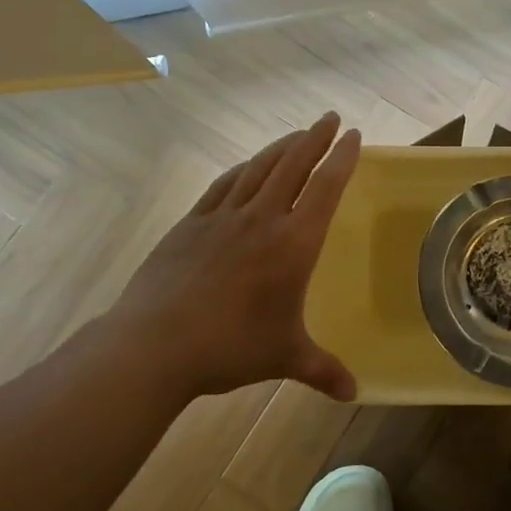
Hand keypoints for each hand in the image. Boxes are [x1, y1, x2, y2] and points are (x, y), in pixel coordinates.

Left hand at [104, 113, 361, 403]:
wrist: (155, 343)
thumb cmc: (231, 346)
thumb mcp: (285, 357)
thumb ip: (322, 370)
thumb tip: (354, 393)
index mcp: (294, 243)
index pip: (325, 188)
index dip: (342, 158)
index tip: (354, 136)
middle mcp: (262, 218)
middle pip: (293, 164)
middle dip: (315, 138)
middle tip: (330, 118)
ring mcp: (223, 217)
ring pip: (259, 168)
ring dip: (282, 147)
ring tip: (297, 134)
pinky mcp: (191, 223)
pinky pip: (224, 185)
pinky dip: (242, 169)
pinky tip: (247, 166)